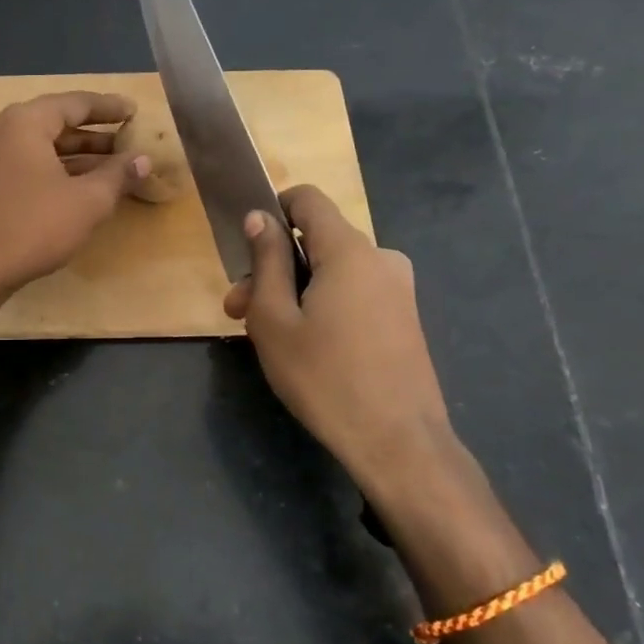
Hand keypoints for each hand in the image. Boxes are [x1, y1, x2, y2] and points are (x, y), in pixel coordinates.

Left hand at [0, 91, 149, 304]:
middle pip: (58, 123)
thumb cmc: (32, 227)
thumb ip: (117, 176)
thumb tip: (143, 159)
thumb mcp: (87, 202)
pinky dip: (61, 171)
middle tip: (129, 139)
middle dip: (96, 133)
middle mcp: (6, 133)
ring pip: (46, 148)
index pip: (75, 103)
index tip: (135, 111)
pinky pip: (33, 166)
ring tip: (116, 165)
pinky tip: (85, 188)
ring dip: (81, 155)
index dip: (109, 107)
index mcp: (26, 123)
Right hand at [223, 185, 456, 498]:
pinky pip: (354, 292)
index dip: (272, 211)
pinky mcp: (404, 317)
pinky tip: (306, 347)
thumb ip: (266, 261)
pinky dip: (324, 305)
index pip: (307, 199)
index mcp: (349, 249)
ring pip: (333, 270)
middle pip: (316, 241)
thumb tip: (259, 217)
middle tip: (238, 312)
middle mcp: (380, 257)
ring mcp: (398, 288)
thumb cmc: (325, 378)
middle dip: (273, 268)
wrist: (399, 444)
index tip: (247, 249)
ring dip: (295, 291)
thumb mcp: (275, 319)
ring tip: (267, 336)